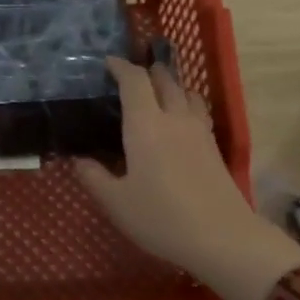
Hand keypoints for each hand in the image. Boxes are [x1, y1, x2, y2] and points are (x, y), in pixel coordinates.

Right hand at [75, 58, 299, 299]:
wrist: (221, 236)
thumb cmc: (161, 218)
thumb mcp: (116, 202)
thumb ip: (94, 177)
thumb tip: (78, 159)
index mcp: (146, 124)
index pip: (134, 80)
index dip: (120, 67)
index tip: (107, 63)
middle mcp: (174, 118)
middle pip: (164, 79)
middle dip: (147, 71)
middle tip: (130, 76)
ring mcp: (199, 130)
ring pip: (186, 92)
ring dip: (170, 84)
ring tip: (157, 93)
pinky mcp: (214, 146)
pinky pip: (197, 110)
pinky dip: (185, 103)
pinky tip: (178, 121)